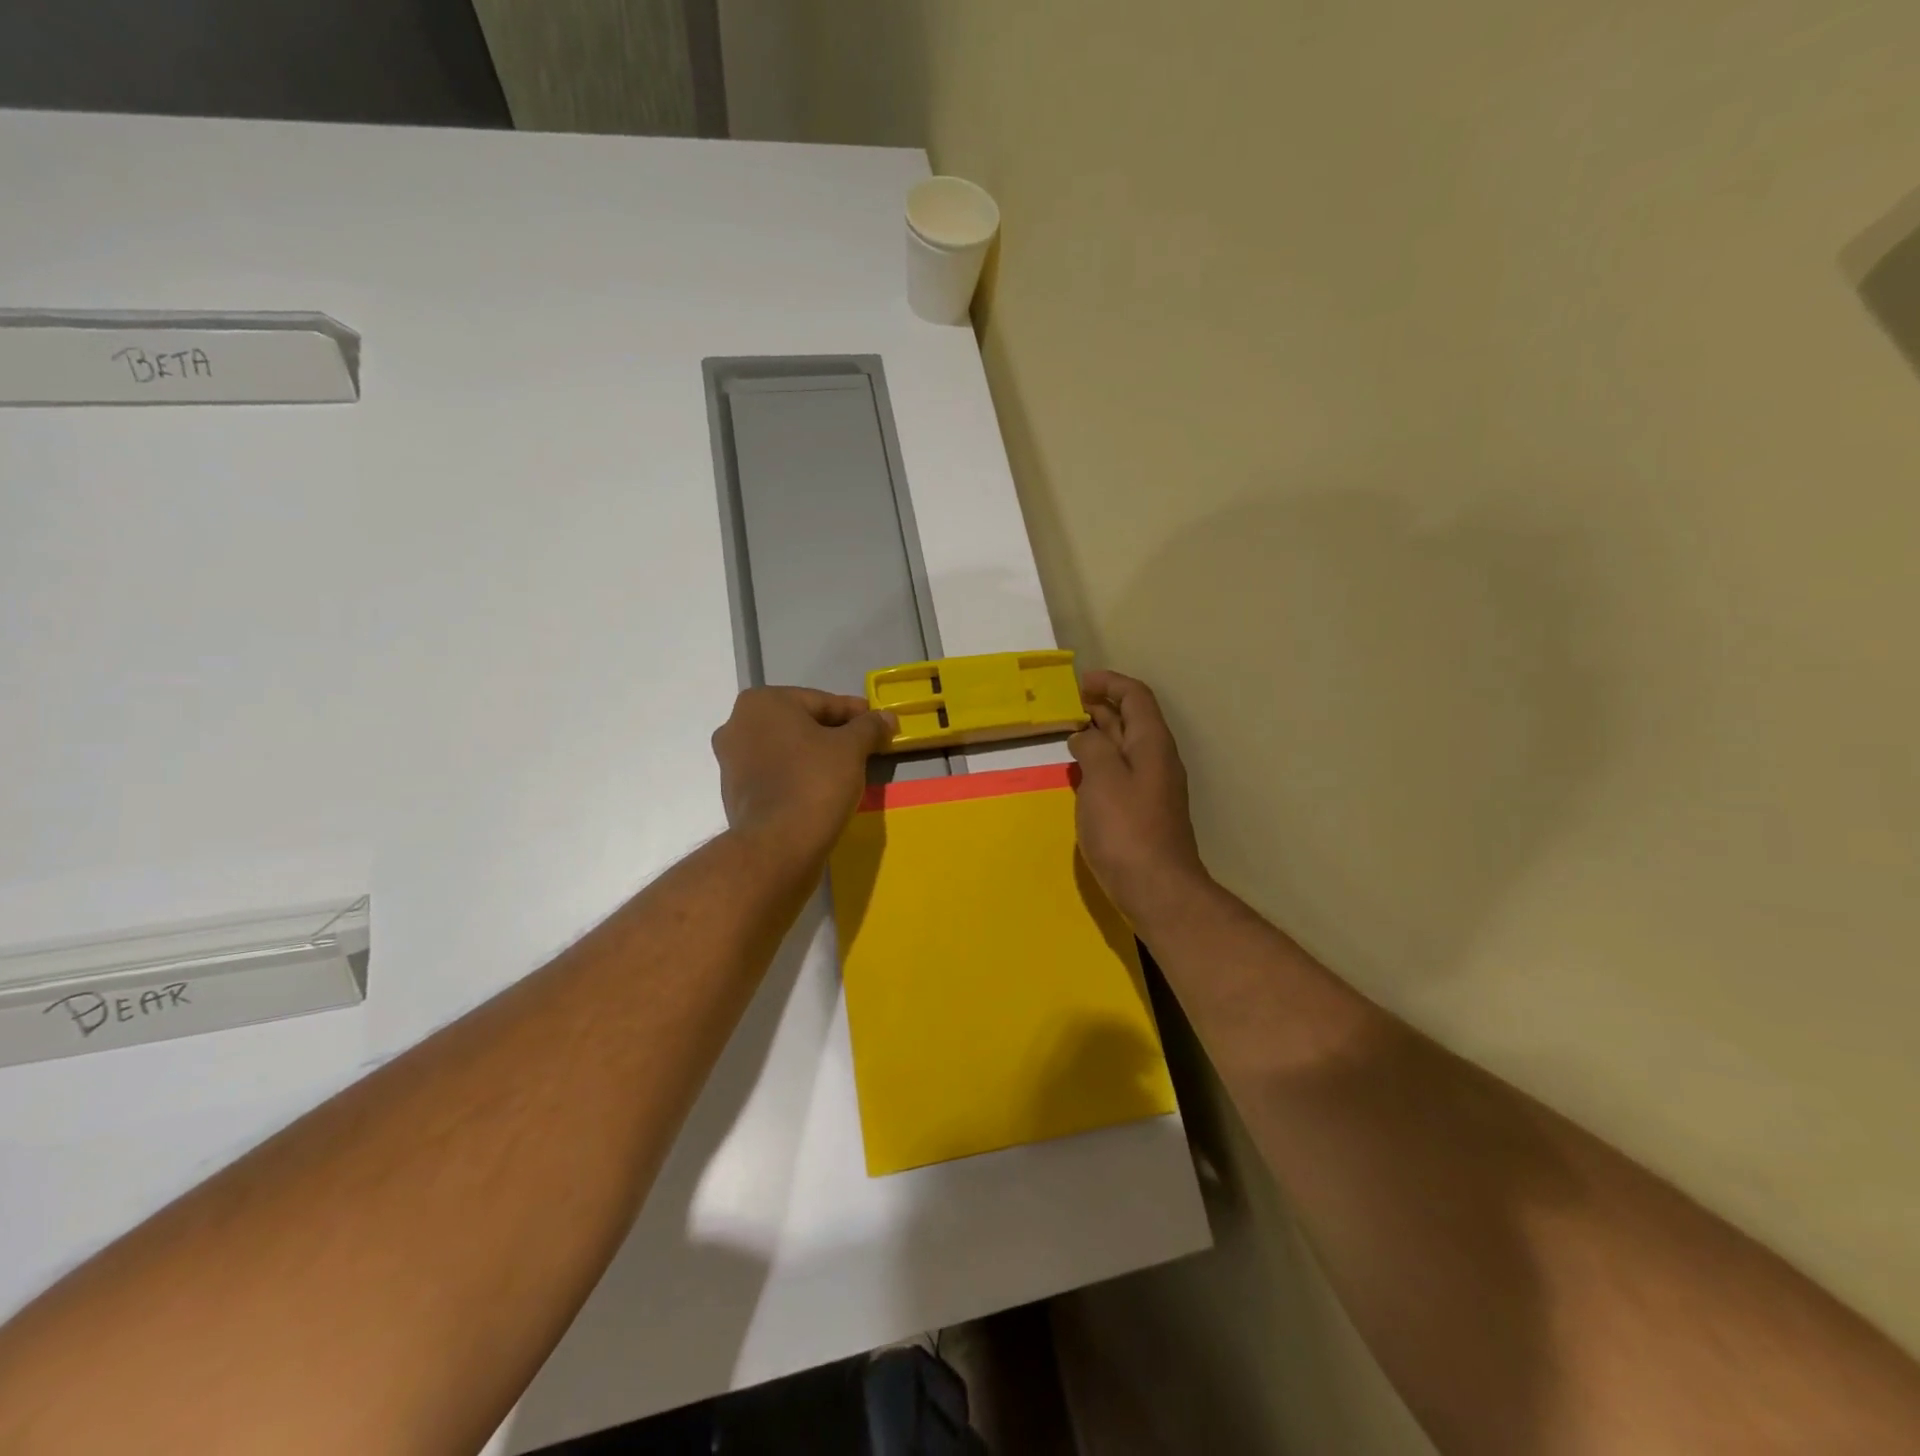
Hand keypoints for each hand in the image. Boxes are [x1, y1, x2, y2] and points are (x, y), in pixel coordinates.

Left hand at [711, 687, 895, 865]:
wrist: (778, 846)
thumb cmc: (815, 782)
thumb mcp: (852, 748)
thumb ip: (870, 726)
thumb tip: (887, 717)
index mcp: (762, 703)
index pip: (821, 702)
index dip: (855, 714)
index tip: (878, 725)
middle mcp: (737, 724)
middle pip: (801, 723)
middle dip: (833, 734)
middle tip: (865, 747)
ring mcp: (730, 760)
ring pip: (786, 749)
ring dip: (815, 755)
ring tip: (846, 770)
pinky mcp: (734, 792)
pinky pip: (775, 774)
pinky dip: (798, 776)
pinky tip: (821, 789)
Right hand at [1069, 670, 1210, 921]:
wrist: (1156, 888)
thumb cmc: (1126, 829)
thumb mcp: (1103, 778)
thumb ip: (1092, 748)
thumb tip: (1085, 736)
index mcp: (1151, 743)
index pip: (1136, 696)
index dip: (1110, 683)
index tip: (1080, 682)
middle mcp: (1156, 758)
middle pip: (1133, 719)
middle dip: (1103, 705)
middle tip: (1069, 705)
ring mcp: (1152, 786)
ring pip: (1126, 746)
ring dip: (1101, 733)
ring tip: (1070, 732)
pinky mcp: (1143, 810)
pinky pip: (1122, 771)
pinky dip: (1101, 760)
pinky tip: (1081, 771)